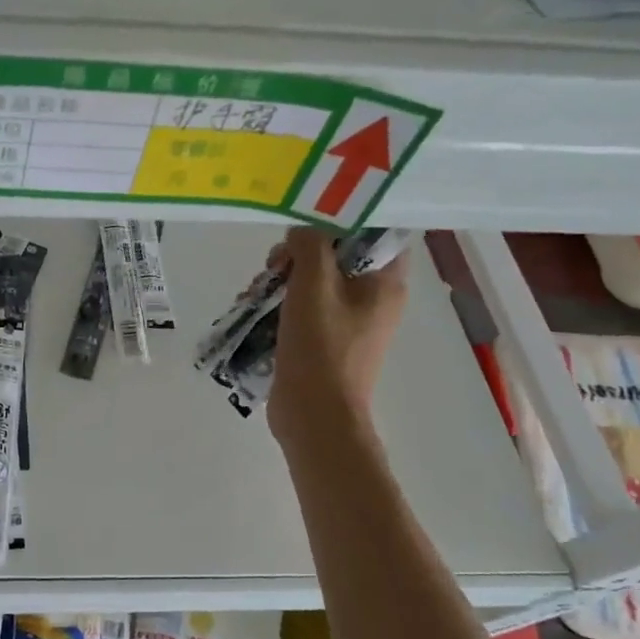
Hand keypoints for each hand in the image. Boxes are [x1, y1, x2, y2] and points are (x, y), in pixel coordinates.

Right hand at [266, 228, 409, 449]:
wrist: (314, 415)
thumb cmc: (320, 347)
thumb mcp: (313, 284)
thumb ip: (310, 245)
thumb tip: (300, 234)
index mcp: (385, 284)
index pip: (375, 235)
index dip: (342, 224)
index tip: (306, 226)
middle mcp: (373, 300)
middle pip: (336, 257)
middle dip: (298, 256)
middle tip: (274, 266)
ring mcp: (348, 323)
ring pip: (313, 283)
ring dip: (282, 281)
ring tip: (255, 293)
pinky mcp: (324, 342)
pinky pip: (303, 309)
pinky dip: (280, 305)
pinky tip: (254, 310)